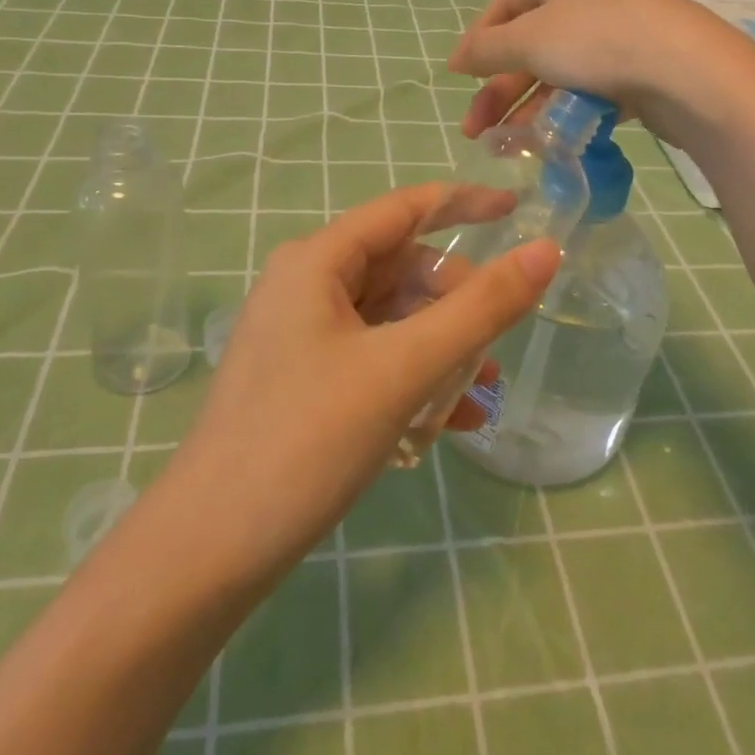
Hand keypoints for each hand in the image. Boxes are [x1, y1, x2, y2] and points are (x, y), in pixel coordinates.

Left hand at [154, 184, 560, 585]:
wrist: (208, 551)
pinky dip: (414, 378)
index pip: (404, 209)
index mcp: (317, 261)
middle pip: (401, 268)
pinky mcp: (304, 380)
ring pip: (392, 319)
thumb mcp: (403, 368)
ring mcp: (302, 336)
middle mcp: (306, 286)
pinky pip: (374, 359)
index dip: (464, 204)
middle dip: (456, 299)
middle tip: (497, 339)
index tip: (518, 210)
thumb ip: (480, 309)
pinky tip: (450, 421)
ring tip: (483, 390)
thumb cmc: (306, 440)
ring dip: (442, 347)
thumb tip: (545, 251)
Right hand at [448, 0, 754, 141]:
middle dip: (499, 89)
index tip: (458, 75)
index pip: (506, 4)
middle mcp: (587, 0)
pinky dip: (564, 114)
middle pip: (529, 45)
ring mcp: (616, 36)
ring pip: (557, 73)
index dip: (478, 39)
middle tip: (474, 130)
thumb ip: (487, 49)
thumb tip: (456, 57)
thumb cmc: (597, 40)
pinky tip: (548, 141)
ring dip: (527, 109)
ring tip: (506, 146)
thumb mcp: (529, 40)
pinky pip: (588, 92)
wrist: (686, 71)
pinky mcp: (637, 71)